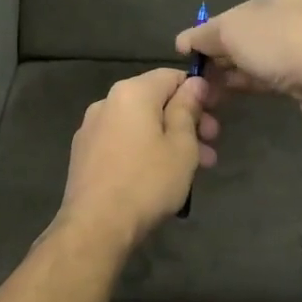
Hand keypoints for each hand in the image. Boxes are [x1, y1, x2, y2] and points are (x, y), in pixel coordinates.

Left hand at [57, 68, 218, 248]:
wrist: (96, 225)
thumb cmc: (147, 181)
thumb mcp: (182, 145)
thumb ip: (188, 109)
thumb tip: (194, 83)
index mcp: (131, 92)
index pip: (171, 76)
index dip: (198, 91)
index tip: (216, 114)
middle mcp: (107, 102)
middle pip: (155, 100)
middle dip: (187, 120)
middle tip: (211, 145)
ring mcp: (91, 128)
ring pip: (140, 124)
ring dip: (170, 138)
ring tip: (196, 167)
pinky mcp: (84, 153)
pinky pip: (123, 141)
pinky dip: (145, 149)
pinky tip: (161, 175)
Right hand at [175, 0, 301, 136]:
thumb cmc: (285, 37)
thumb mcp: (233, 30)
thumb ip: (206, 34)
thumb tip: (185, 40)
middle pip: (258, 10)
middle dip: (227, 28)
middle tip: (199, 41)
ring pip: (263, 44)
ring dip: (233, 58)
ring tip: (203, 73)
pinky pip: (273, 68)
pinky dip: (248, 75)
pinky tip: (224, 88)